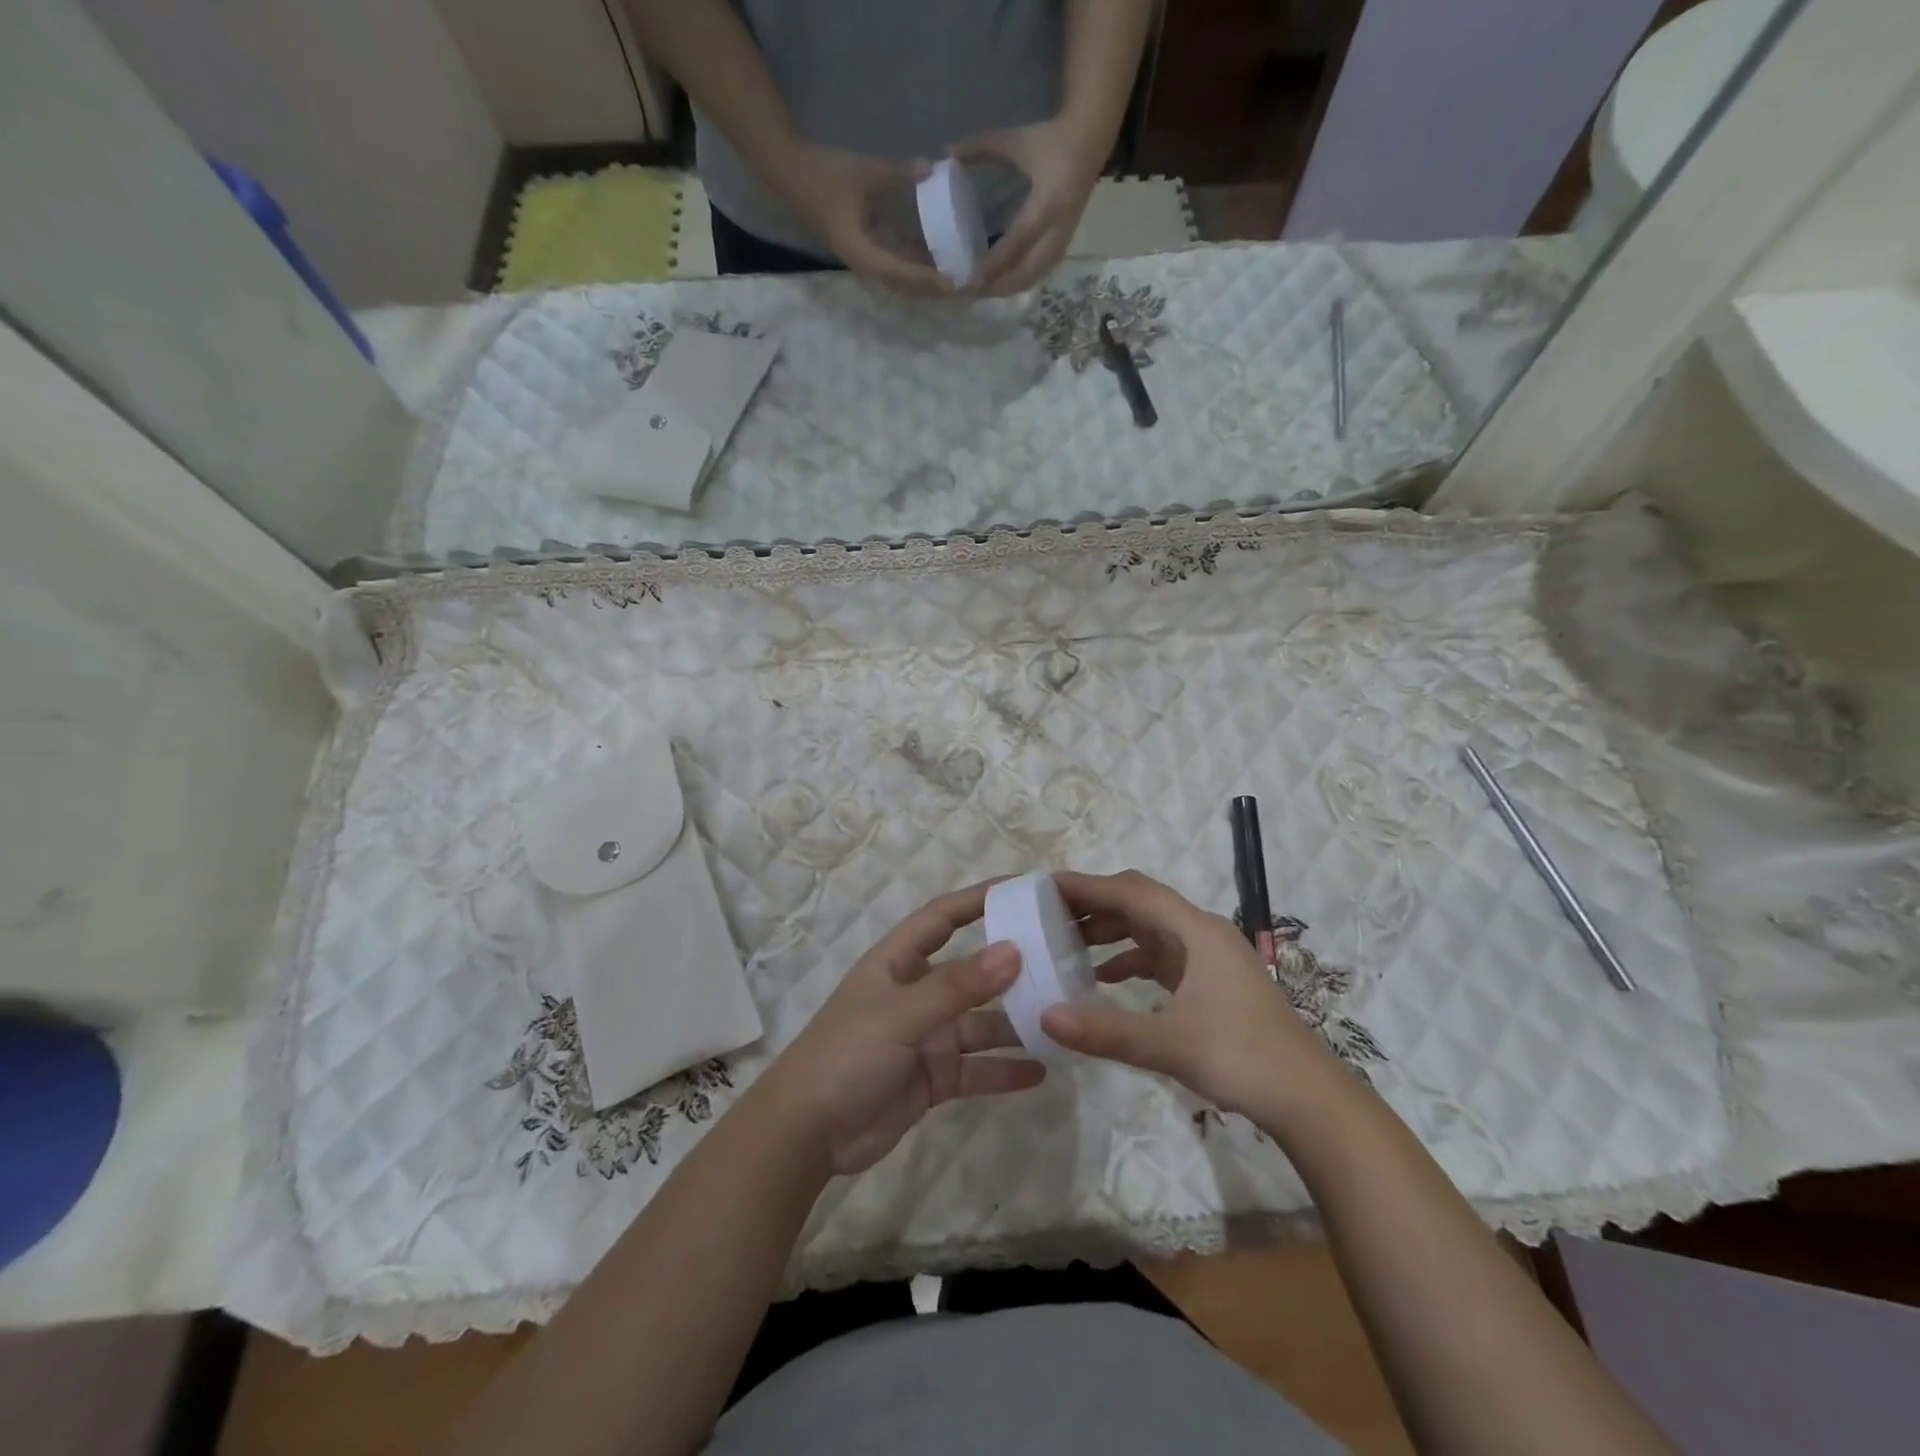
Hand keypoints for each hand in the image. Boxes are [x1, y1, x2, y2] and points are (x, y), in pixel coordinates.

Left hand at [763, 881, 1044, 1174]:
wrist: (807, 1134)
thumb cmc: (847, 1054)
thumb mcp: (902, 1014)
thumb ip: (958, 986)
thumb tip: (1014, 950)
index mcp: (899, 962)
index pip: (944, 917)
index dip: (980, 899)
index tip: (1025, 889)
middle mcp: (916, 992)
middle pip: (972, 970)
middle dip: (1011, 965)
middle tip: (1062, 958)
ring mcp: (926, 1036)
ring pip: (981, 1022)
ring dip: (1016, 1022)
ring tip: (1063, 1017)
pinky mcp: (933, 1077)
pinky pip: (977, 1069)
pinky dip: (1005, 1070)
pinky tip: (1042, 1071)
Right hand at [776, 141, 949, 297]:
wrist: (790, 173)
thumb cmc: (824, 174)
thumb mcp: (863, 171)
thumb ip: (897, 173)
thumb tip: (931, 169)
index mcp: (863, 254)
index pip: (903, 274)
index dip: (929, 279)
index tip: (953, 282)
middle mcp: (866, 265)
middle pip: (905, 287)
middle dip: (932, 290)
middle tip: (961, 288)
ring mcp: (865, 258)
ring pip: (901, 280)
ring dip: (925, 281)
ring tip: (953, 278)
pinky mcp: (865, 248)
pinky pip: (895, 263)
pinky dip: (914, 264)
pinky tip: (935, 258)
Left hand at [949, 116, 1107, 296]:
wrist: (1090, 139)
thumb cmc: (1050, 139)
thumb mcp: (1015, 140)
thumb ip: (980, 148)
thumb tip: (945, 153)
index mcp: (1047, 203)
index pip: (1017, 241)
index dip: (995, 263)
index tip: (972, 278)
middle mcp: (1058, 228)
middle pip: (1027, 271)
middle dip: (999, 286)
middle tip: (972, 291)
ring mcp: (1063, 240)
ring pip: (1034, 277)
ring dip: (1009, 289)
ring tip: (983, 293)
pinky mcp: (1064, 245)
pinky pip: (1041, 274)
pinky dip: (1020, 283)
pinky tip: (1002, 286)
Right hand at [1040, 870, 1340, 1117]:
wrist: (1309, 1099)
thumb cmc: (1243, 1058)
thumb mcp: (1170, 1044)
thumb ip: (1107, 1031)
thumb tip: (1046, 1016)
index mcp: (1197, 932)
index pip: (1133, 892)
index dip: (1089, 886)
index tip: (1047, 886)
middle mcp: (1202, 934)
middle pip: (1141, 903)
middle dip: (1096, 905)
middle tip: (1049, 914)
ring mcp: (1208, 958)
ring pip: (1150, 929)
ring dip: (1111, 932)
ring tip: (1066, 944)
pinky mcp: (1210, 982)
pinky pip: (1160, 956)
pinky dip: (1129, 960)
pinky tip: (1103, 979)